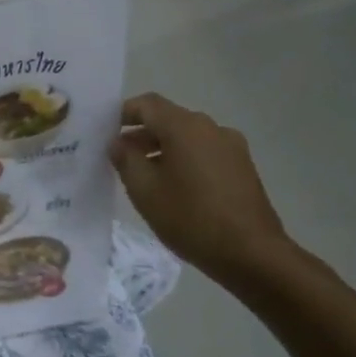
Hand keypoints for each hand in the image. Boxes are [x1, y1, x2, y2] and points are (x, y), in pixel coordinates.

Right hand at [109, 93, 292, 288]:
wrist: (251, 252)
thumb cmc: (190, 218)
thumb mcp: (144, 190)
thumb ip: (126, 159)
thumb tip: (119, 142)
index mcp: (185, 127)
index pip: (147, 104)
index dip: (122, 114)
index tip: (105, 133)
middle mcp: (210, 127)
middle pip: (168, 119)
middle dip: (141, 135)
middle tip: (118, 159)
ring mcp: (231, 146)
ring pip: (187, 138)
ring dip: (162, 149)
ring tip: (144, 178)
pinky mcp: (242, 167)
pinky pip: (204, 153)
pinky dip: (184, 160)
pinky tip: (174, 189)